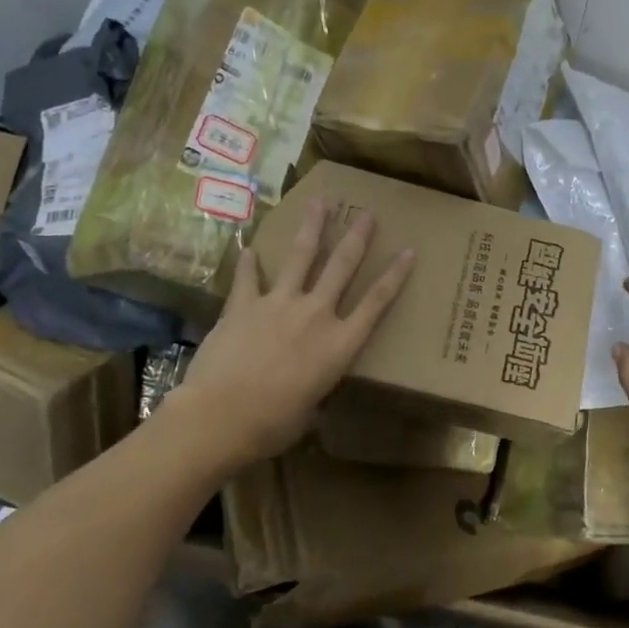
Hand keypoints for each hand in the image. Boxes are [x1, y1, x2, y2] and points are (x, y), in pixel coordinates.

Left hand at [165, 200, 413, 469]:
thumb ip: (315, 389)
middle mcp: (316, 314)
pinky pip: (249, 278)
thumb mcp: (309, 410)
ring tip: (319, 203)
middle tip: (367, 213)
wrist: (220, 416)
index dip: (395, 275)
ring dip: (312, 228)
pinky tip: (249, 249)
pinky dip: (249, 264)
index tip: (408, 251)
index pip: (376, 303)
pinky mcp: (243, 306)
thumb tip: (307, 392)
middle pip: (342, 266)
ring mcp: (279, 304)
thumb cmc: (273, 424)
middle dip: (357, 237)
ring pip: (302, 257)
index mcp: (339, 344)